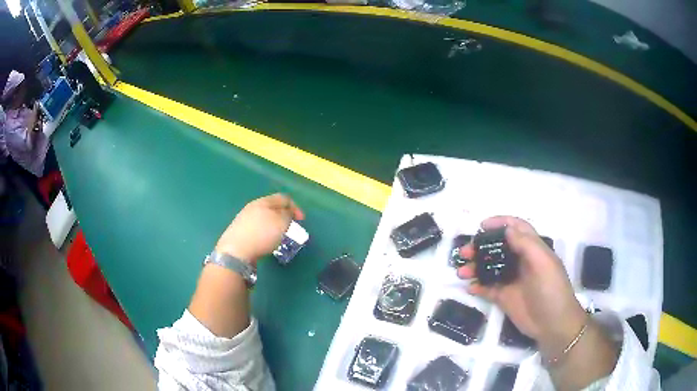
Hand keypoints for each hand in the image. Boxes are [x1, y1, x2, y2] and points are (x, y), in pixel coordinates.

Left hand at [215, 194, 303, 264]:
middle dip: (284, 216)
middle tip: (291, 228)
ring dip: (274, 225)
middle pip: (272, 208)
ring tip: (280, 237)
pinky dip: (265, 233)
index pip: (283, 198)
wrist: (236, 251)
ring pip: (264, 218)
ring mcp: (244, 219)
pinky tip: (266, 242)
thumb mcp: (281, 223)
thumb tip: (287, 213)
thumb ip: (288, 215)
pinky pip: (257, 228)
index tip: (302, 220)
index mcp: (263, 202)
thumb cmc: (261, 235)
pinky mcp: (240, 232)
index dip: (295, 207)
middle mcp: (253, 207)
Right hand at [458, 216, 586, 356]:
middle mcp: (521, 261)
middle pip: (498, 248)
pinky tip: (470, 287)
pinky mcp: (505, 297)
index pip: (516, 228)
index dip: (500, 223)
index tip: (481, 226)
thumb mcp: (543, 264)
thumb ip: (526, 245)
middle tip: (464, 252)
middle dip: (481, 246)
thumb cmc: (552, 290)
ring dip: (475, 267)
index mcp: (533, 249)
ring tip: (462, 271)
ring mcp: (512, 280)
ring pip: (490, 267)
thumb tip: (507, 230)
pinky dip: (478, 286)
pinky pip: (488, 288)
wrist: (553, 324)